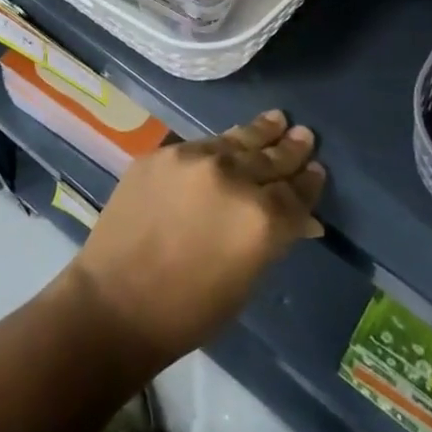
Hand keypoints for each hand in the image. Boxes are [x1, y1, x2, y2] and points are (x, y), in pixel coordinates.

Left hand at [65, 111, 324, 364]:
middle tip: (304, 136)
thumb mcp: (247, 280)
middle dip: (290, 149)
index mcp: (263, 218)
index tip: (316, 169)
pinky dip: (219, 146)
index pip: (298, 192)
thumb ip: (274, 238)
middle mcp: (234, 178)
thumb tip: (301, 219)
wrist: (114, 303)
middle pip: (271, 158)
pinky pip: (200, 145)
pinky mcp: (162, 153)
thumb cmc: (189, 311)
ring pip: (237, 140)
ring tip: (276, 119)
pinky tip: (227, 142)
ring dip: (260, 132)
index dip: (309, 181)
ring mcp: (194, 159)